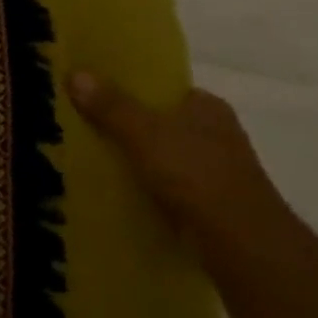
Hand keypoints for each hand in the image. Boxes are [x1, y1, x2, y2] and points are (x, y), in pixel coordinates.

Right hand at [67, 75, 299, 282]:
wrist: (242, 244)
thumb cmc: (196, 174)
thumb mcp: (144, 133)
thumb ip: (111, 106)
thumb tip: (75, 73)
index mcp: (207, 107)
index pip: (165, 89)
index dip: (132, 89)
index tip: (98, 95)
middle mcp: (217, 135)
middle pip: (163, 123)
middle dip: (131, 127)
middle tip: (87, 128)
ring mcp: (218, 173)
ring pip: (166, 158)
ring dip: (140, 162)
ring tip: (96, 162)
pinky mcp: (213, 207)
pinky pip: (171, 190)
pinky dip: (149, 192)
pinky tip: (121, 195)